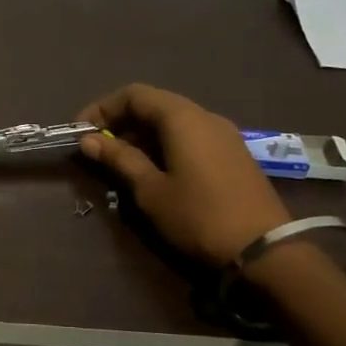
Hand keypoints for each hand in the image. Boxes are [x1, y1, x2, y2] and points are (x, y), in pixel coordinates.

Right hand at [77, 84, 289, 266]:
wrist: (264, 250)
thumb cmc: (198, 215)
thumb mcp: (150, 189)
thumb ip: (119, 159)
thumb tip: (88, 141)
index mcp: (182, 118)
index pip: (134, 94)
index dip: (102, 109)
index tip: (81, 133)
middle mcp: (205, 117)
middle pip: (154, 104)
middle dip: (121, 122)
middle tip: (98, 150)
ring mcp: (224, 135)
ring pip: (173, 122)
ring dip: (142, 136)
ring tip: (122, 164)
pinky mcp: (233, 155)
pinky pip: (190, 137)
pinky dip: (164, 145)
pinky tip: (155, 172)